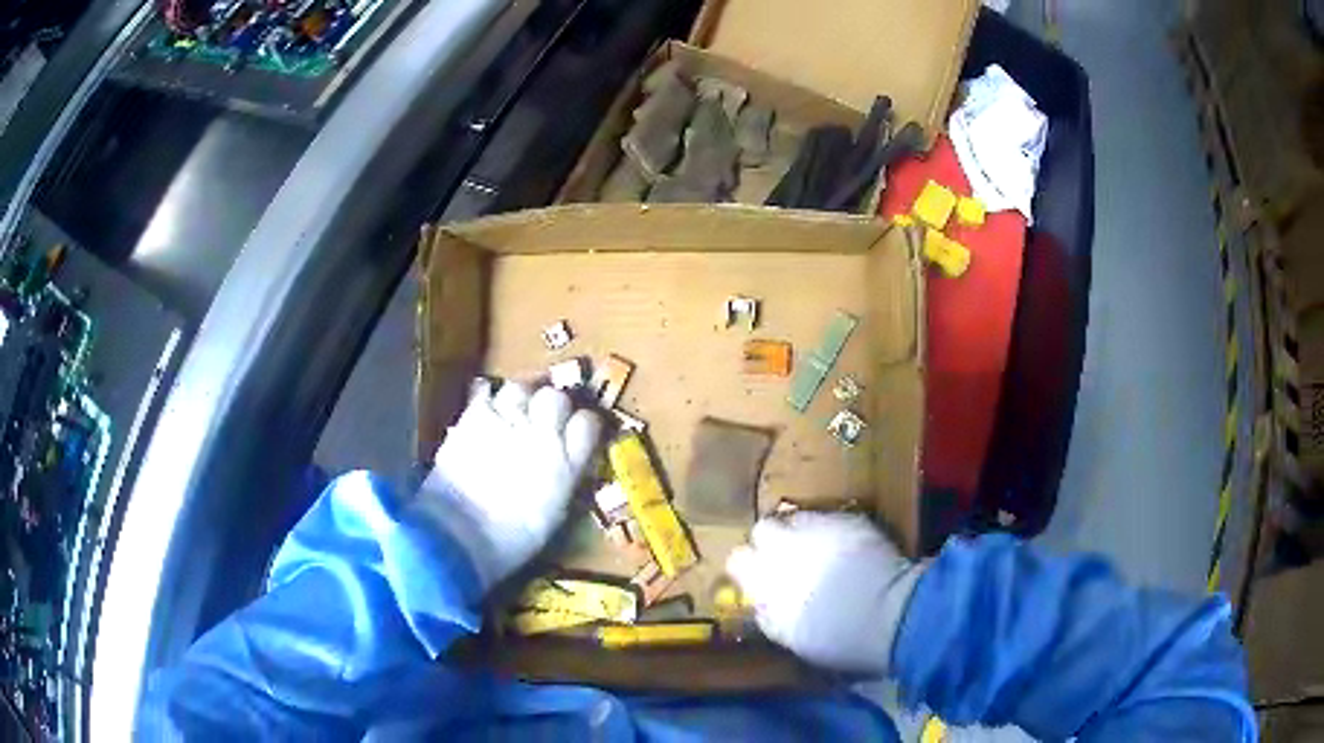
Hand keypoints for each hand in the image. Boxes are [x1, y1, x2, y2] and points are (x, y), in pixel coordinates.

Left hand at [418, 379, 600, 589]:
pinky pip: (485, 390)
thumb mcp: (553, 516)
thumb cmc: (511, 540)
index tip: (577, 432)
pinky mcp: (472, 417)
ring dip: (520, 397)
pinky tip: (485, 408)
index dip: (583, 425)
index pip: (588, 424)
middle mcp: (542, 435)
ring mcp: (505, 421)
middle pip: (556, 398)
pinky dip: (487, 396)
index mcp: (567, 465)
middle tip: (543, 418)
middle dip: (552, 405)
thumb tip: (567, 467)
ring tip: (513, 410)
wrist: (460, 534)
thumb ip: (564, 481)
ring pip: (521, 387)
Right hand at [726, 511, 923, 674]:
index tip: (760, 577)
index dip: (749, 567)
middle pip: (763, 529)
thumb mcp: (789, 637)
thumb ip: (769, 614)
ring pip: (797, 518)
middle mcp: (784, 548)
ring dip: (803, 532)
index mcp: (765, 581)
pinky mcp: (850, 520)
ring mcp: (818, 529)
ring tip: (821, 550)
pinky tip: (849, 548)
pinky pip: (831, 518)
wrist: (889, 614)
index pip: (738, 560)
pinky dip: (834, 531)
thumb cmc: (837, 639)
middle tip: (789, 558)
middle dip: (772, 541)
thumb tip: (761, 603)